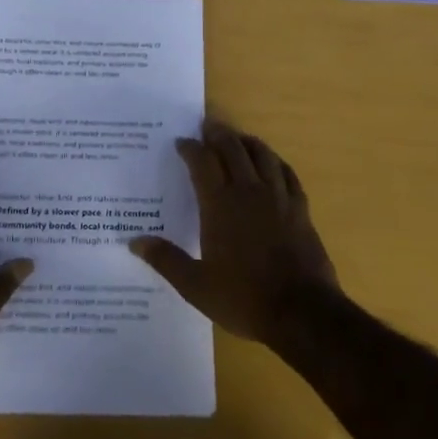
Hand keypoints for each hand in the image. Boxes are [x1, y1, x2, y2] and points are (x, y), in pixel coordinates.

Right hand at [129, 120, 341, 350]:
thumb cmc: (244, 298)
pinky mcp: (301, 209)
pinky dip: (276, 162)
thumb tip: (134, 241)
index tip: (181, 142)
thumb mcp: (196, 285)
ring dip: (247, 141)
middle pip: (233, 149)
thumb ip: (166, 260)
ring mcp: (278, 198)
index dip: (191, 148)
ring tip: (238, 138)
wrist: (302, 312)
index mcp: (220, 205)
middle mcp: (249, 192)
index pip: (202, 162)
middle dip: (218, 134)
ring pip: (263, 155)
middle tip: (208, 126)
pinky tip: (273, 164)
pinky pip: (288, 174)